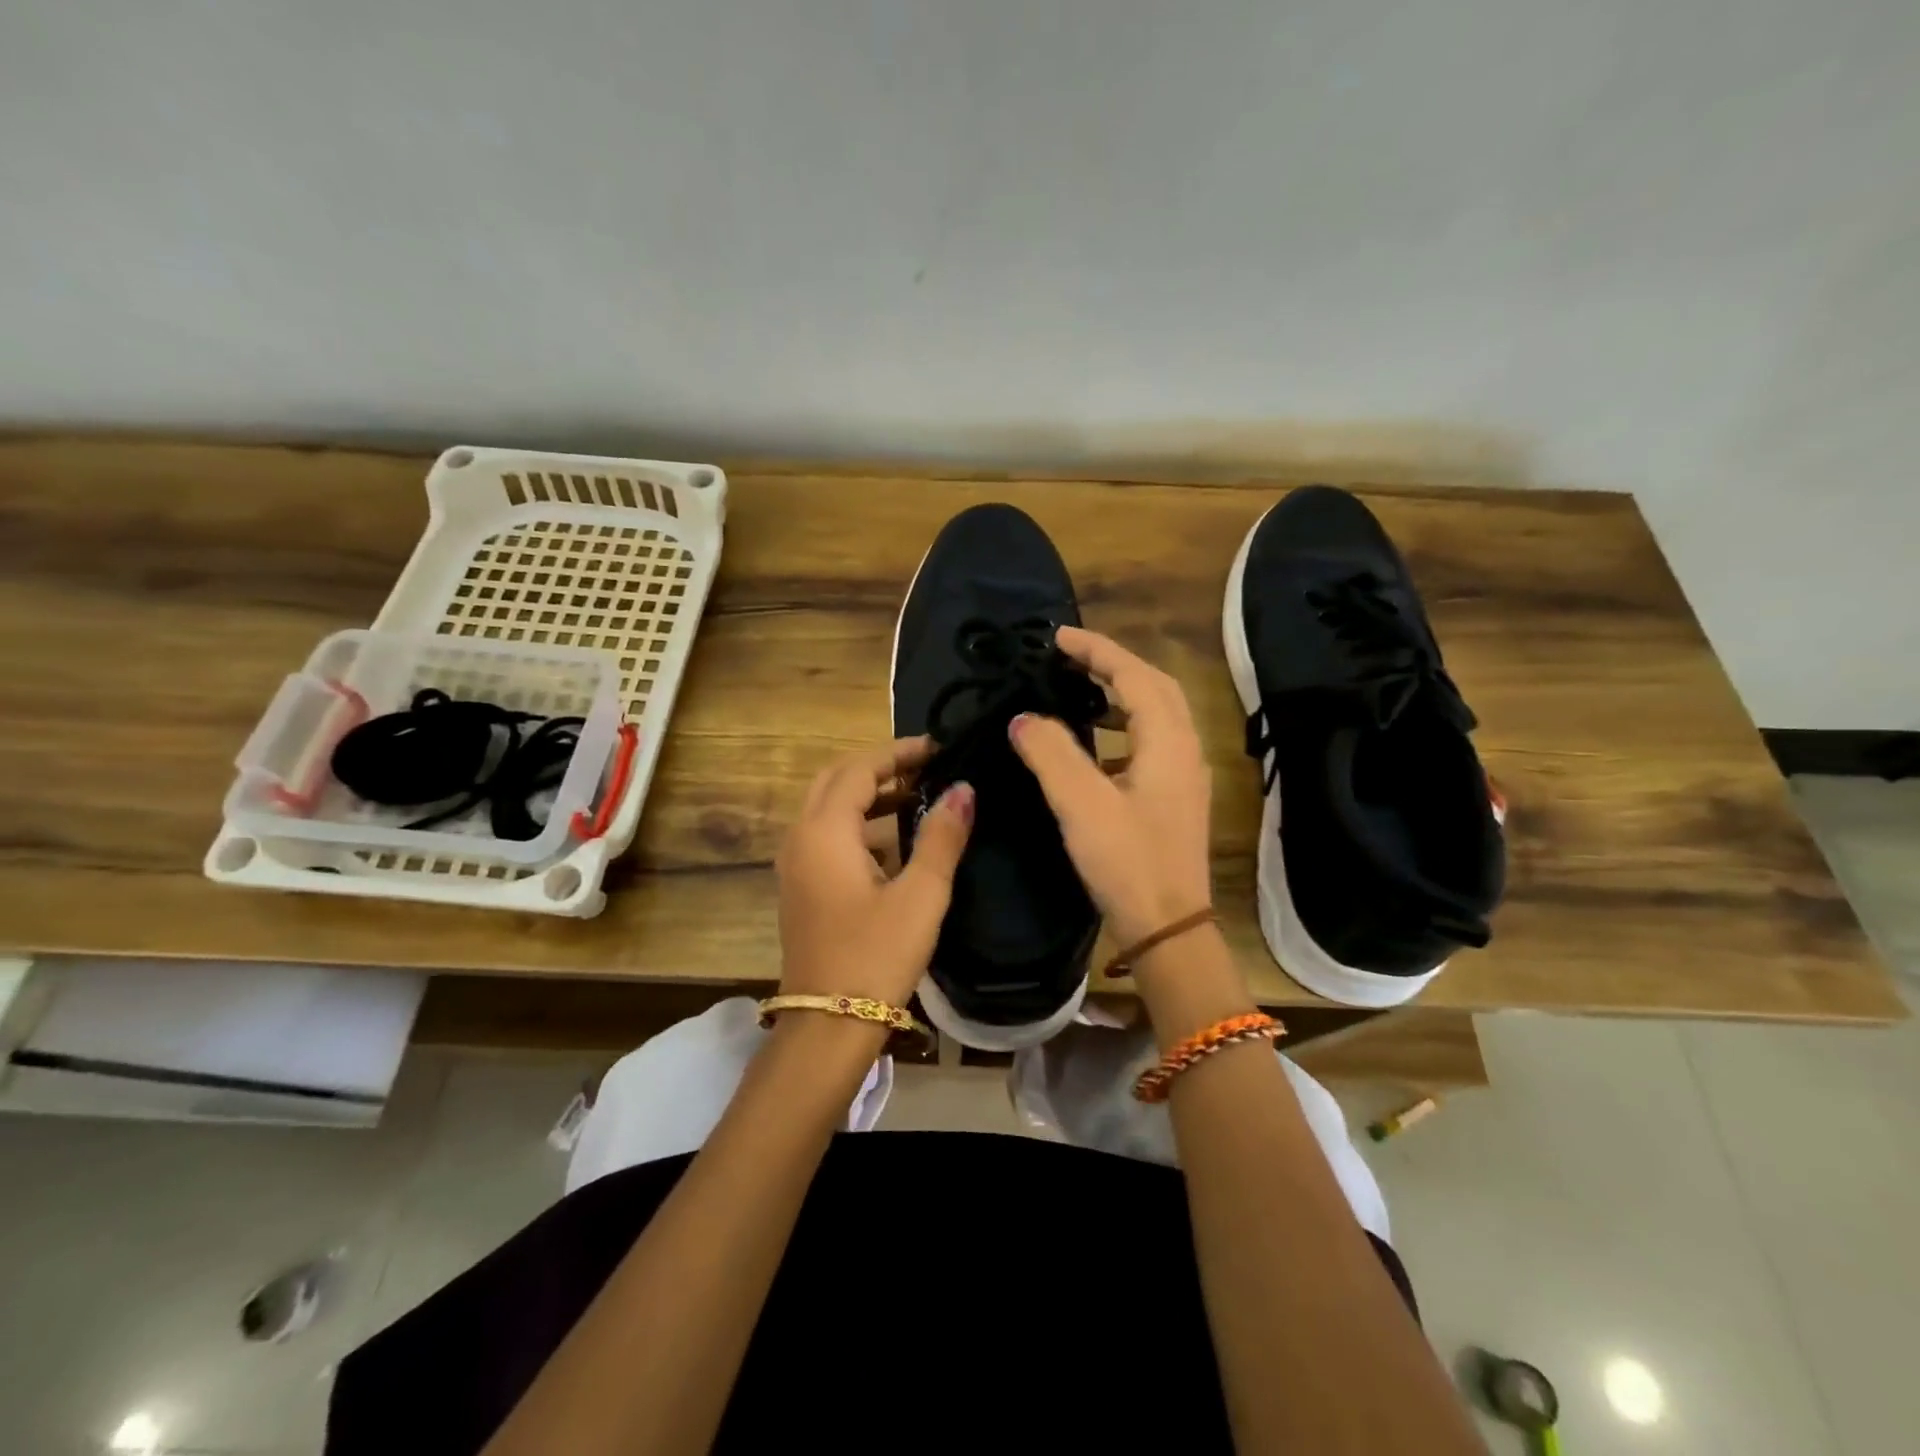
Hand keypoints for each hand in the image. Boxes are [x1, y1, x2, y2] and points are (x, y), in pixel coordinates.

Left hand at [775, 737, 974, 1008]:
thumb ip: (941, 837)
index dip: (899, 753)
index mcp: (824, 831)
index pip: (859, 769)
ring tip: (917, 796)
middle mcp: (800, 838)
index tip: (939, 749)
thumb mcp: (921, 894)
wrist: (828, 1026)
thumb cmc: (877, 956)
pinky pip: (826, 835)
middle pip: (836, 780)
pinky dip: (857, 823)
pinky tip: (893, 840)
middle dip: (880, 767)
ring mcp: (795, 864)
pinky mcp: (800, 887)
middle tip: (926, 767)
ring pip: (828, 808)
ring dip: (868, 795)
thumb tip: (963, 789)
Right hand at [1010, 627, 1212, 945]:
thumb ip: (1051, 753)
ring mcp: (1184, 776)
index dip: (1096, 650)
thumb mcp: (1081, 804)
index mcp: (1168, 741)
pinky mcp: (1175, 799)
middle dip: (1113, 665)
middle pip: (1154, 687)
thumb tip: (1024, 717)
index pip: (1134, 675)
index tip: (1057, 637)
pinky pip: (1150, 744)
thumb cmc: (1127, 862)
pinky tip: (1093, 748)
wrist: (1168, 927)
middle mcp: (1184, 750)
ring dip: (1120, 696)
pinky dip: (1122, 730)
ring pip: (1155, 716)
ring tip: (1079, 692)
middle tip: (1069, 658)